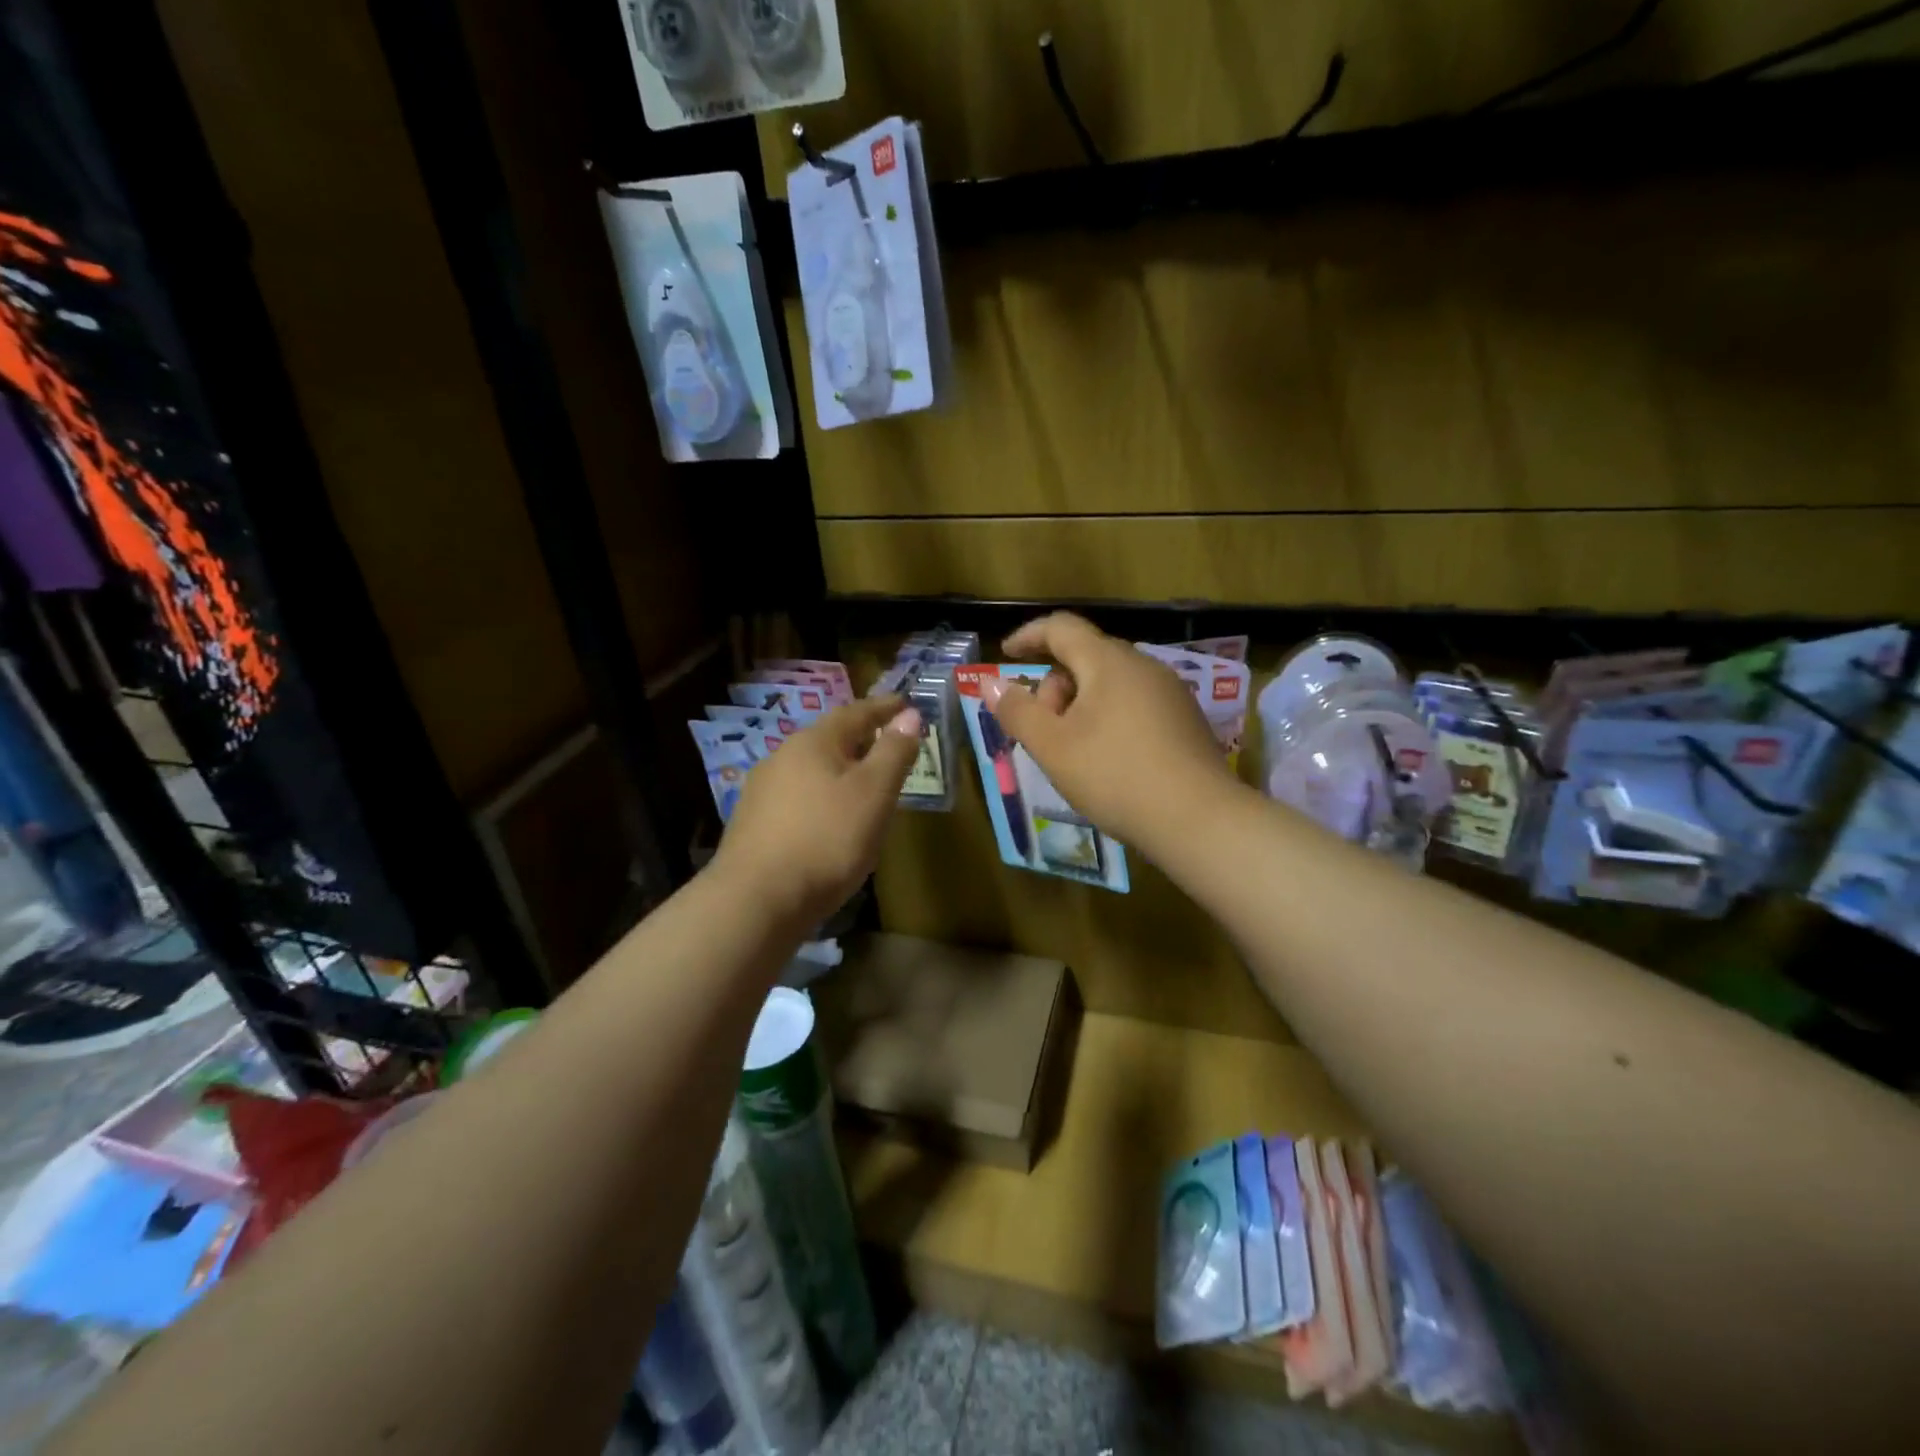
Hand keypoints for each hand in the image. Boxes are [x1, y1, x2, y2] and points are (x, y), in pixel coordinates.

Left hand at [711, 695, 921, 925]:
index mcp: (813, 742)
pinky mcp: (753, 823)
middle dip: (861, 740)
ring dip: (839, 771)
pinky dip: (821, 798)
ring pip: (811, 770)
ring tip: (863, 787)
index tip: (906, 704)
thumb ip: (893, 752)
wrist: (756, 900)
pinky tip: (829, 821)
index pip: (855, 712)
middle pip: (829, 739)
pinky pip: (797, 798)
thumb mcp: (873, 794)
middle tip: (889, 747)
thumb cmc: (826, 839)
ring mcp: (762, 791)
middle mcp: (782, 757)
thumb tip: (909, 714)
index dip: (884, 708)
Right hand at [983, 613, 1239, 851]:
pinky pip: (1134, 703)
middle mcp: (1143, 665)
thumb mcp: (1052, 747)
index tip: (1006, 654)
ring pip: (1110, 683)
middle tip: (1043, 730)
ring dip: (1080, 705)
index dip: (1028, 636)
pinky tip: (1109, 760)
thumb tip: (992, 685)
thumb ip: (1018, 712)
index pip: (1061, 627)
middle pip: (1085, 657)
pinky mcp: (1185, 719)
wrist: (1198, 819)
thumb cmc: (1115, 776)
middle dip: (1054, 686)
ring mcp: (1170, 692)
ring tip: (1073, 751)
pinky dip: (1108, 718)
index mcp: (1108, 661)